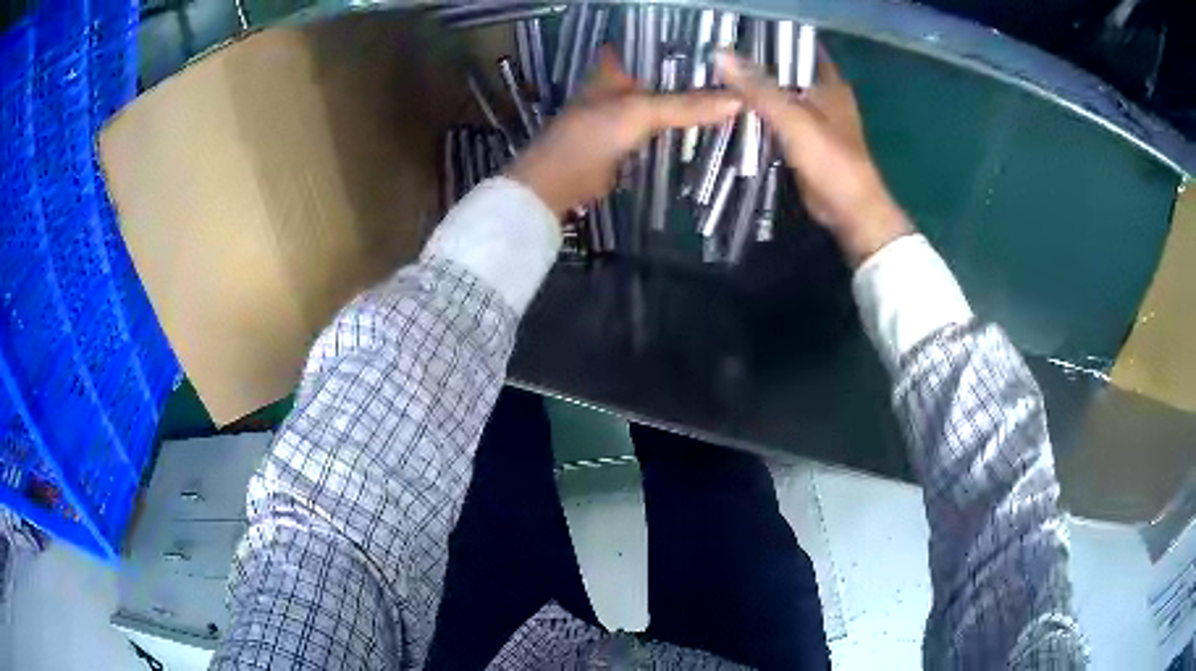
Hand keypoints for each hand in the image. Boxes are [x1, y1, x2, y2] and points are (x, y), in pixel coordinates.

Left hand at [508, 48, 740, 217]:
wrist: (561, 182)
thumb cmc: (592, 134)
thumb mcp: (641, 112)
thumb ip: (686, 105)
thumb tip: (738, 100)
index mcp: (613, 68)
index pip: (649, 46)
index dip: (678, 43)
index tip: (715, 45)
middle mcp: (618, 87)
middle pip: (660, 75)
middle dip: (692, 75)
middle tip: (735, 74)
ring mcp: (622, 115)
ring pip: (662, 103)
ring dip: (689, 103)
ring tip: (731, 97)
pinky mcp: (628, 142)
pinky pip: (660, 130)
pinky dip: (680, 128)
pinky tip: (709, 127)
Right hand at [715, 50, 911, 266]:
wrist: (848, 209)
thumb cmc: (830, 159)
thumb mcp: (792, 118)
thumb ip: (758, 87)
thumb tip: (719, 55)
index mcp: (829, 82)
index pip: (797, 45)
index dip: (770, 36)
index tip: (735, 31)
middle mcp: (822, 95)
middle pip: (784, 69)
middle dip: (754, 62)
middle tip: (715, 53)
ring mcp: (813, 119)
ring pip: (778, 94)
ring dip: (754, 89)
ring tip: (714, 75)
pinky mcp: (803, 141)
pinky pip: (776, 119)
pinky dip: (757, 113)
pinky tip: (730, 108)